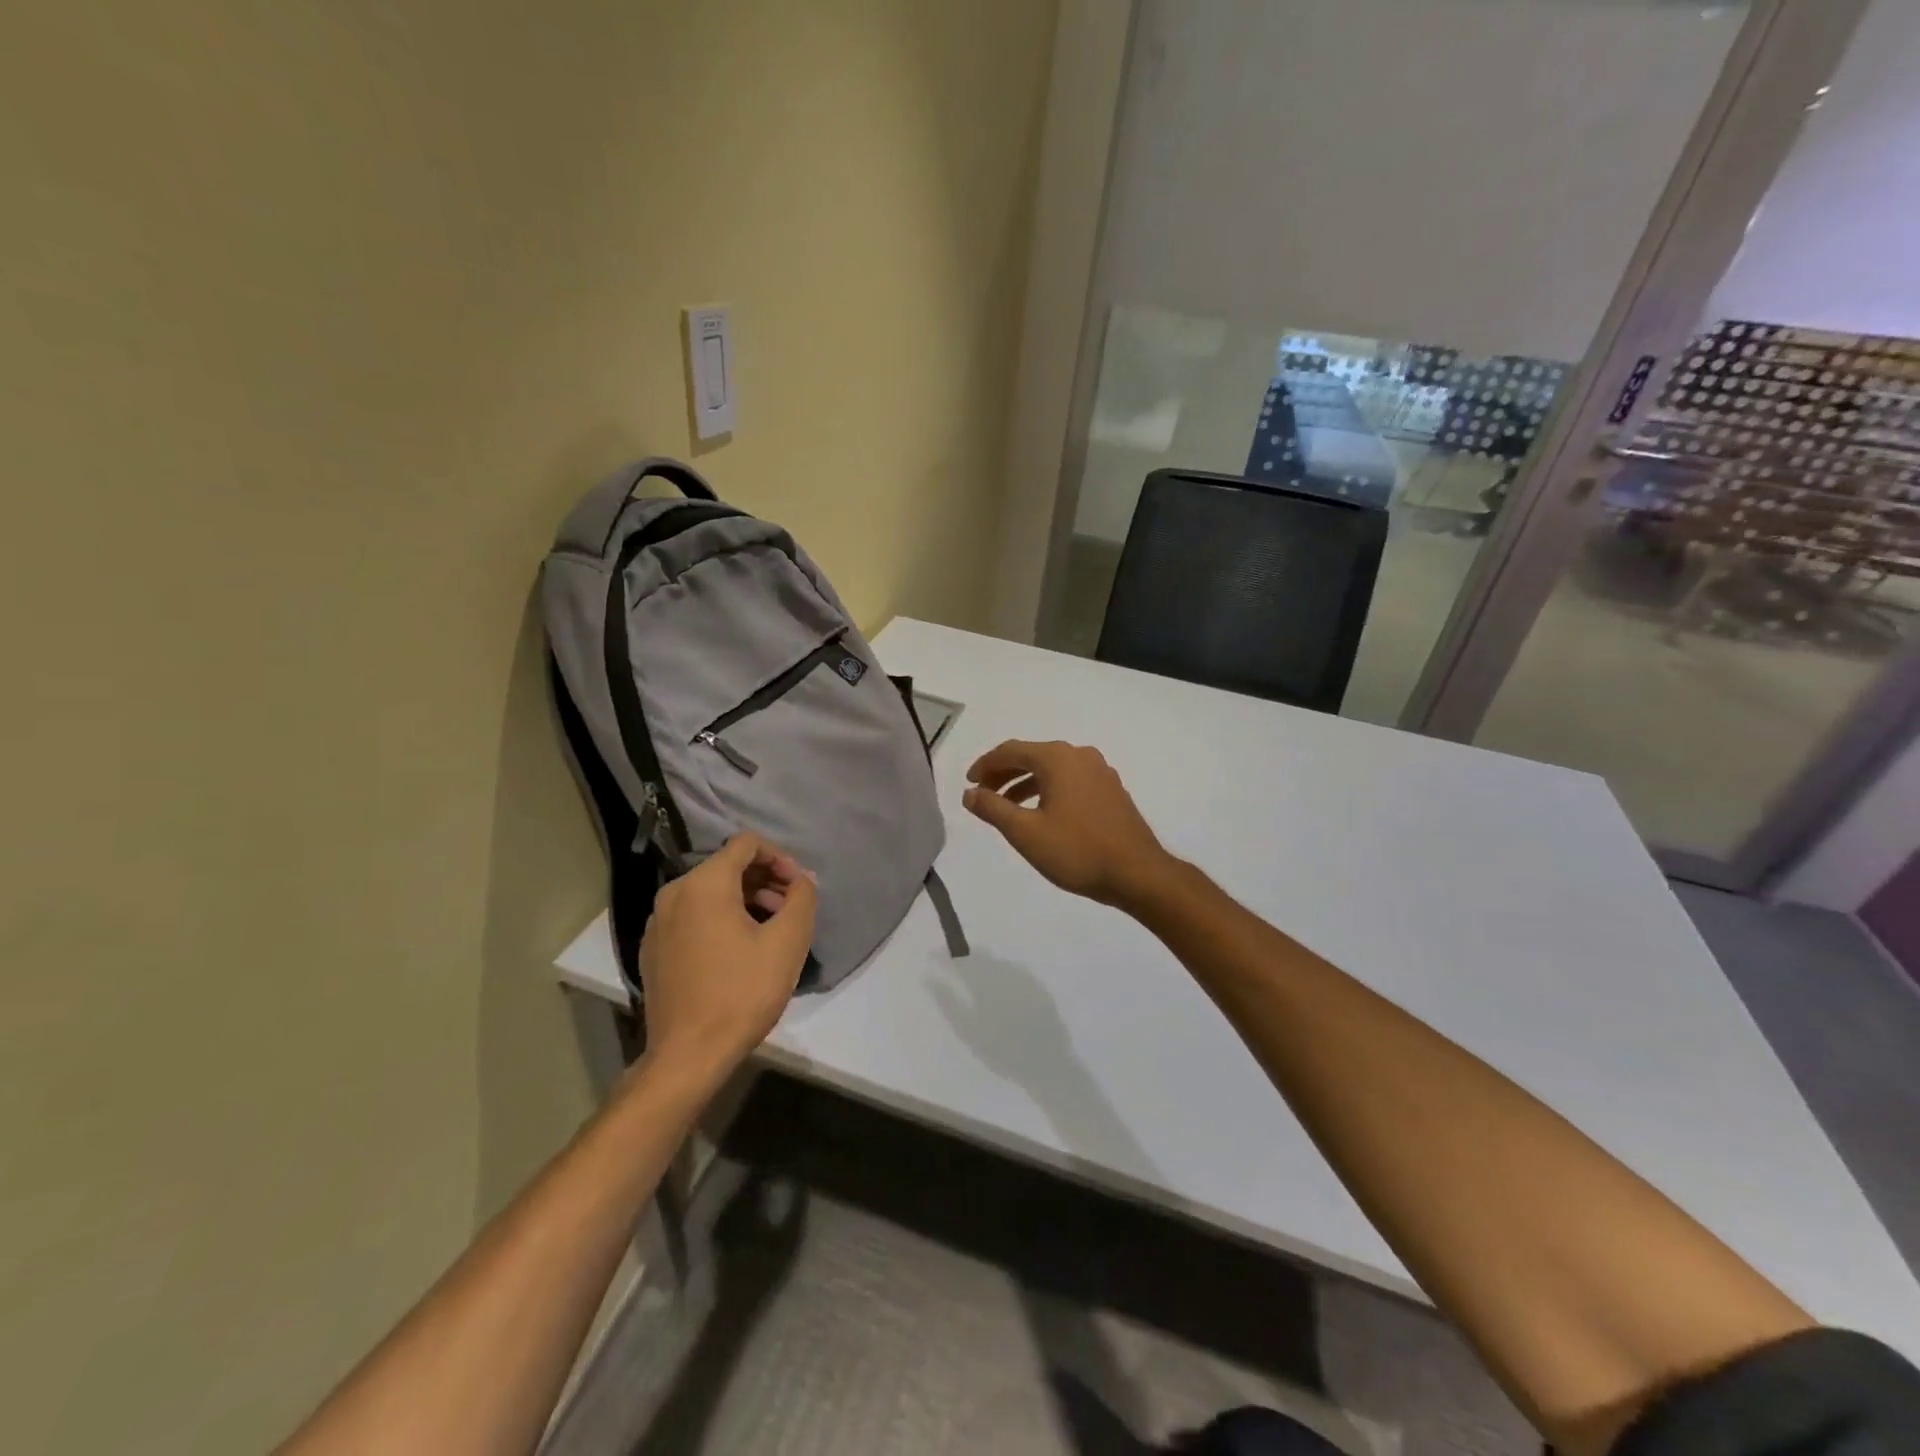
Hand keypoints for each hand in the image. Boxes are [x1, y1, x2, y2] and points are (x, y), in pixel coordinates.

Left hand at [637, 834, 817, 1085]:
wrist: (687, 1055)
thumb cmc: (742, 993)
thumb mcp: (787, 942)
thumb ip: (802, 898)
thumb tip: (802, 880)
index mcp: (704, 883)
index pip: (746, 844)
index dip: (780, 857)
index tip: (799, 887)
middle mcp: (674, 892)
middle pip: (727, 866)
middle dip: (764, 880)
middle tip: (791, 908)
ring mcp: (658, 922)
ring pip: (709, 892)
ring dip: (745, 899)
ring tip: (770, 930)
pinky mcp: (653, 948)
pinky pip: (692, 916)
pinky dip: (720, 918)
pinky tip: (739, 951)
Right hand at [962, 740, 1174, 909]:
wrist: (1138, 873)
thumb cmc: (1077, 851)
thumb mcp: (1025, 832)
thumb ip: (993, 808)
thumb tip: (970, 793)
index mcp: (1058, 758)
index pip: (1011, 751)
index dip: (985, 765)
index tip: (968, 783)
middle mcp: (1080, 755)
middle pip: (1032, 756)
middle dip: (1004, 774)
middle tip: (983, 795)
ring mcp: (1100, 772)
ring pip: (1052, 769)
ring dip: (1025, 783)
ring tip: (1007, 808)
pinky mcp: (1111, 790)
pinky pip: (1070, 781)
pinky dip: (1048, 790)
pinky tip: (1041, 814)